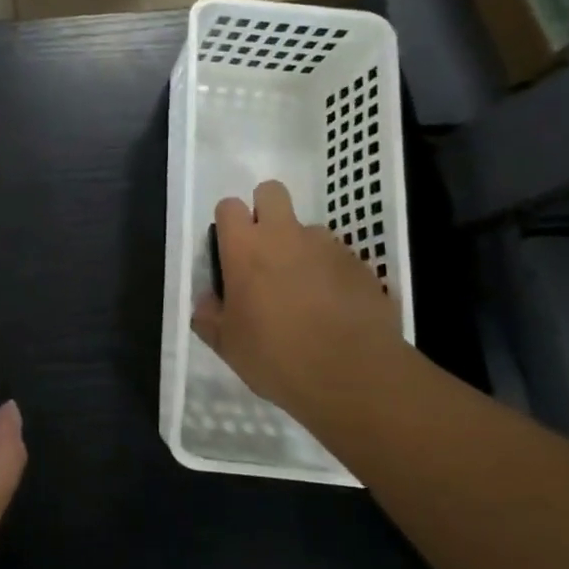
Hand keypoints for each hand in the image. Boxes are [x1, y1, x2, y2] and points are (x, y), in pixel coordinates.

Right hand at [192, 181, 404, 419]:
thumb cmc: (276, 356)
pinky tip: (333, 308)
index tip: (229, 251)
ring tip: (304, 289)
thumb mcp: (227, 344)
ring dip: (301, 247)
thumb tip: (209, 300)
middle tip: (264, 252)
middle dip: (265, 211)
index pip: (228, 206)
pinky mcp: (360, 265)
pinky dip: (331, 273)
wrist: (353, 376)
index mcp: (245, 248)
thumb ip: (210, 315)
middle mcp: (284, 235)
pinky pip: (338, 257)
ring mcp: (327, 246)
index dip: (228, 224)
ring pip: (308, 228)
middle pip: (271, 192)